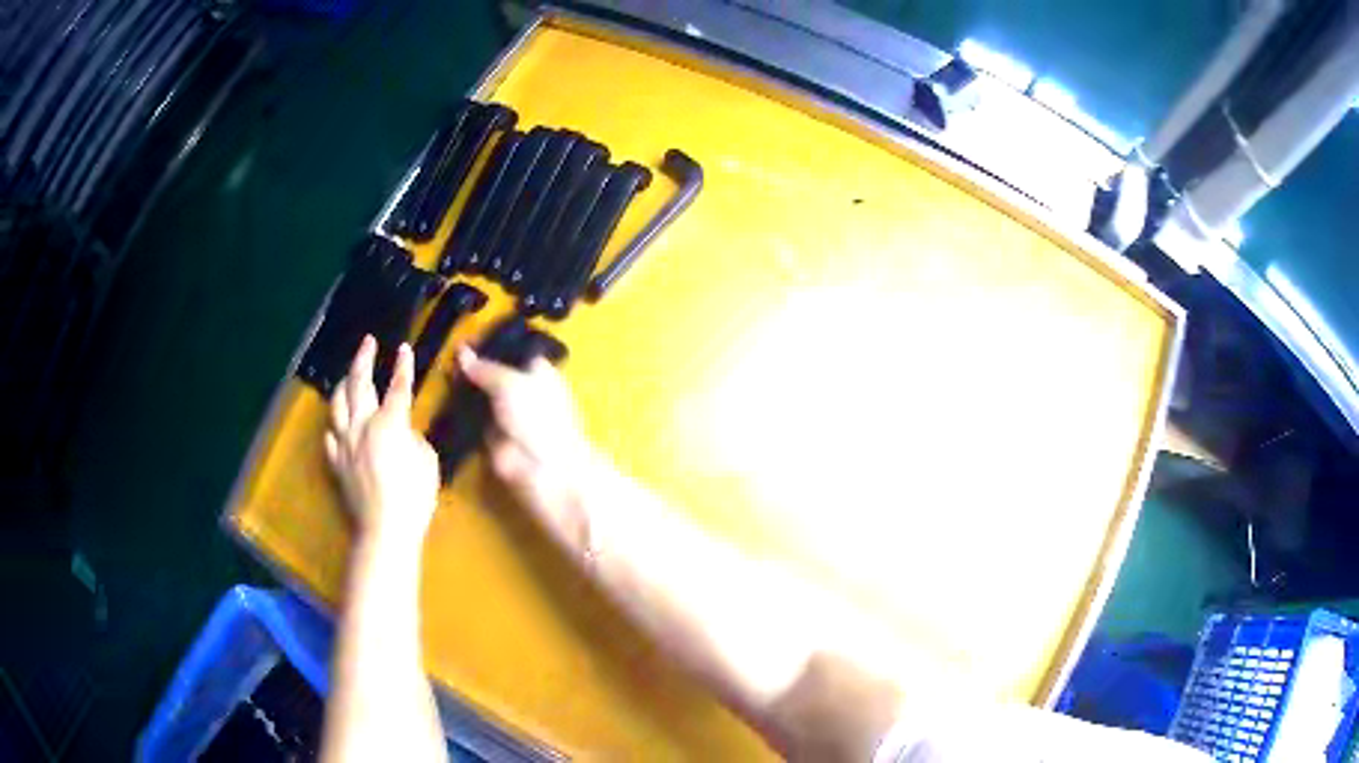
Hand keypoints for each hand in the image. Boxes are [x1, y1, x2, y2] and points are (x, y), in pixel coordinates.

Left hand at [325, 336, 439, 549]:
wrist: (385, 528)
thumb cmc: (414, 496)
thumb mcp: (428, 461)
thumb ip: (414, 438)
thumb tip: (403, 432)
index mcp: (389, 422)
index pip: (399, 387)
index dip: (404, 366)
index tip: (404, 348)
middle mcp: (362, 425)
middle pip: (359, 383)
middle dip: (364, 359)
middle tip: (367, 343)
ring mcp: (345, 443)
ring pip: (338, 405)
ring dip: (343, 385)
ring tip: (347, 377)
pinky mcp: (337, 463)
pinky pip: (331, 437)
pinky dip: (335, 426)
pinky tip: (338, 425)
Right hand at [457, 346, 595, 551]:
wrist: (543, 470)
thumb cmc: (537, 417)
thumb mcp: (510, 384)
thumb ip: (485, 369)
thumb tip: (461, 351)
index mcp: (537, 372)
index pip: (511, 351)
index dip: (490, 345)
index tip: (462, 339)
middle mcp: (522, 391)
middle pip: (492, 374)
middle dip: (471, 368)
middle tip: (444, 358)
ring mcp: (505, 416)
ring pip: (480, 396)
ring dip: (462, 390)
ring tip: (438, 374)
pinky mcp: (491, 437)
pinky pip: (472, 420)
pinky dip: (458, 413)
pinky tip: (439, 400)